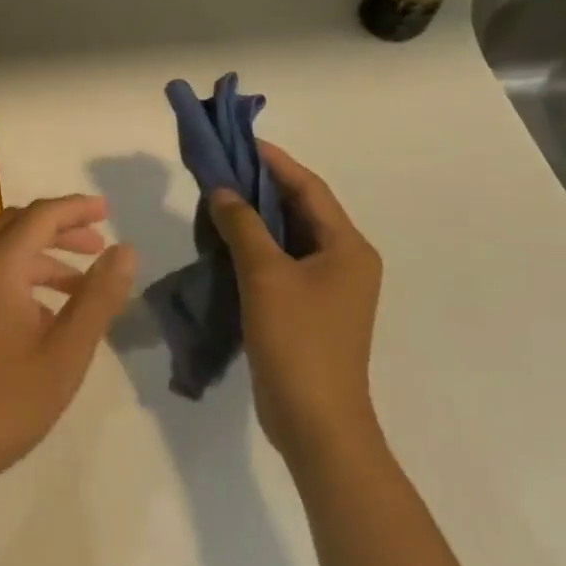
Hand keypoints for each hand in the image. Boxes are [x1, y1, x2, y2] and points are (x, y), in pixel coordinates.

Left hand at [0, 195, 135, 522]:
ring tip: (73, 288)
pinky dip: (8, 275)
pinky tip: (28, 314)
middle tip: (96, 248)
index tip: (107, 210)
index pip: (42, 215)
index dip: (77, 208)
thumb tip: (125, 250)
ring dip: (35, 257)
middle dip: (59, 231)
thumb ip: (98, 297)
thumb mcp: (64, 355)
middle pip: (16, 225)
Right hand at [207, 143, 385, 472]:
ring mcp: (329, 288)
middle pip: (301, 209)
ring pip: (289, 237)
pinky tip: (225, 241)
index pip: (309, 188)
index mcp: (348, 247)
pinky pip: (283, 263)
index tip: (241, 141)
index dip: (276, 161)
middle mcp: (345, 261)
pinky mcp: (310, 309)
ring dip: (256, 217)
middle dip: (262, 187)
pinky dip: (256, 247)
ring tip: (217, 198)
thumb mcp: (265, 275)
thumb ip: (243, 226)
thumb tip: (221, 190)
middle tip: (222, 167)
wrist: (316, 423)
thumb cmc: (298, 341)